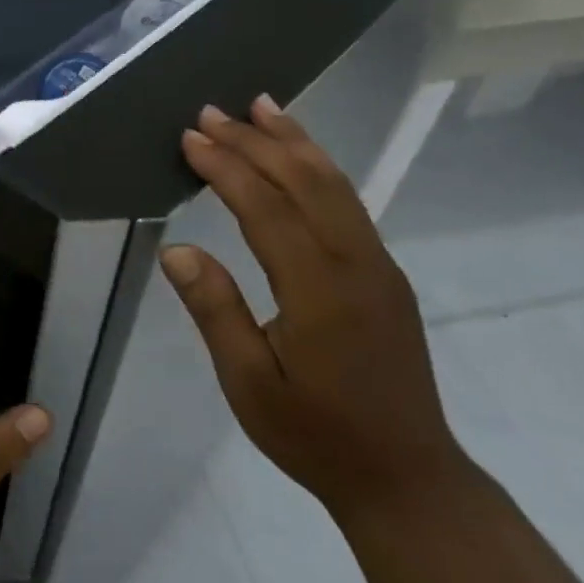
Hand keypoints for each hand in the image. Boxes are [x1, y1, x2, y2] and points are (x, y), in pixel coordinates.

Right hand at [159, 97, 469, 521]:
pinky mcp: (386, 274)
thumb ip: (216, 310)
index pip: (266, 209)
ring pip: (335, 185)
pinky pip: (349, 204)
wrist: (406, 476)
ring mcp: (379, 266)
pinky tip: (300, 158)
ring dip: (294, 142)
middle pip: (303, 182)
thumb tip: (178, 249)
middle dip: (255, 141)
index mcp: (319, 290)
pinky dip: (319, 168)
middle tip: (211, 111)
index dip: (226, 168)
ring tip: (261, 105)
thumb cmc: (315, 434)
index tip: (189, 138)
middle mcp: (356, 263)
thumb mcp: (248, 383)